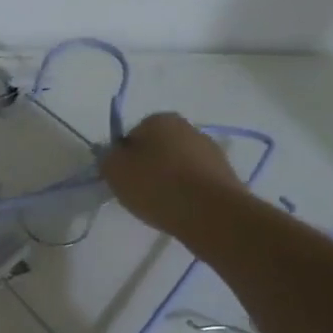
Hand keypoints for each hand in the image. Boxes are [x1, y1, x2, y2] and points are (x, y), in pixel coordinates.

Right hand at [101, 112, 247, 234]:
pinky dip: (185, 192)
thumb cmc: (157, 185)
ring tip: (160, 204)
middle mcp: (187, 127)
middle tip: (138, 192)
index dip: (123, 158)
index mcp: (159, 119)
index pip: (131, 136)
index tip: (122, 179)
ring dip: (167, 180)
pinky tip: (180, 208)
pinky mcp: (224, 174)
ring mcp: (210, 150)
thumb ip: (107, 157)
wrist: (211, 213)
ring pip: (176, 165)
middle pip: (156, 149)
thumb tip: (114, 155)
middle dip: (146, 167)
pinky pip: (194, 181)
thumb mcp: (114, 170)